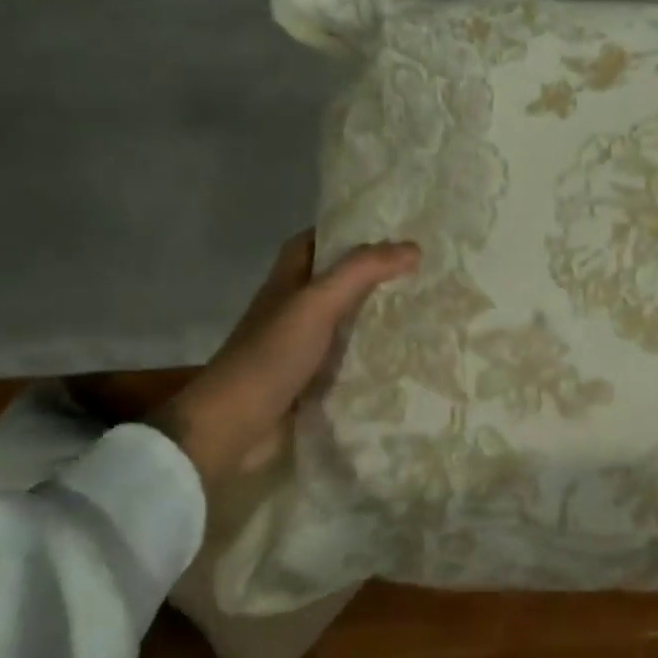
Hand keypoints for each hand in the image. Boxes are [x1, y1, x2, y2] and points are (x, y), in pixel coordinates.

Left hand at [149, 232, 418, 484]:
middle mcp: (293, 310)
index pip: (314, 242)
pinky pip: (348, 362)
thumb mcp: (317, 303)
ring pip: (344, 323)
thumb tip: (415, 248)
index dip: (344, 232)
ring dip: (376, 318)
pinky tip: (406, 357)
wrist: (233, 428)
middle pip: (335, 282)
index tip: (390, 229)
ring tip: (424, 309)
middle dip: (372, 276)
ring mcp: (301, 349)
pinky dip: (371, 358)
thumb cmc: (271, 355)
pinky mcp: (311, 383)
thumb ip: (362, 271)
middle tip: (421, 271)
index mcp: (287, 283)